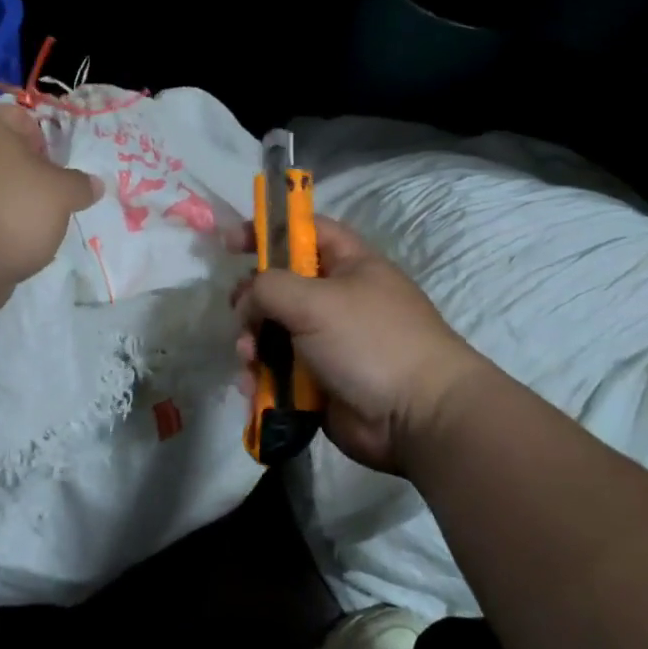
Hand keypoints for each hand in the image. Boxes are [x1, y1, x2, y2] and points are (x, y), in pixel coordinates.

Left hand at [0, 101, 100, 314]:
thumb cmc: (14, 212)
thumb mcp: (62, 194)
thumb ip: (81, 184)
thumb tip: (94, 184)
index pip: (22, 116)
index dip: (47, 139)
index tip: (61, 169)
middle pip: (8, 151)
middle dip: (33, 172)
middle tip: (54, 196)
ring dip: (17, 197)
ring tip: (37, 222)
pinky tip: (15, 239)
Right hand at [231, 217, 485, 475]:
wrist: (417, 417)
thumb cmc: (371, 341)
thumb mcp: (315, 300)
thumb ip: (267, 287)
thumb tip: (245, 304)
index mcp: (348, 264)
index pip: (303, 230)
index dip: (268, 230)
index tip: (230, 243)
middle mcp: (337, 298)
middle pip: (279, 285)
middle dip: (252, 300)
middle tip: (240, 314)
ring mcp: (328, 341)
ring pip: (273, 331)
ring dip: (252, 343)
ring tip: (249, 359)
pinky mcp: (318, 380)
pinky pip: (278, 370)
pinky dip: (261, 377)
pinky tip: (253, 388)